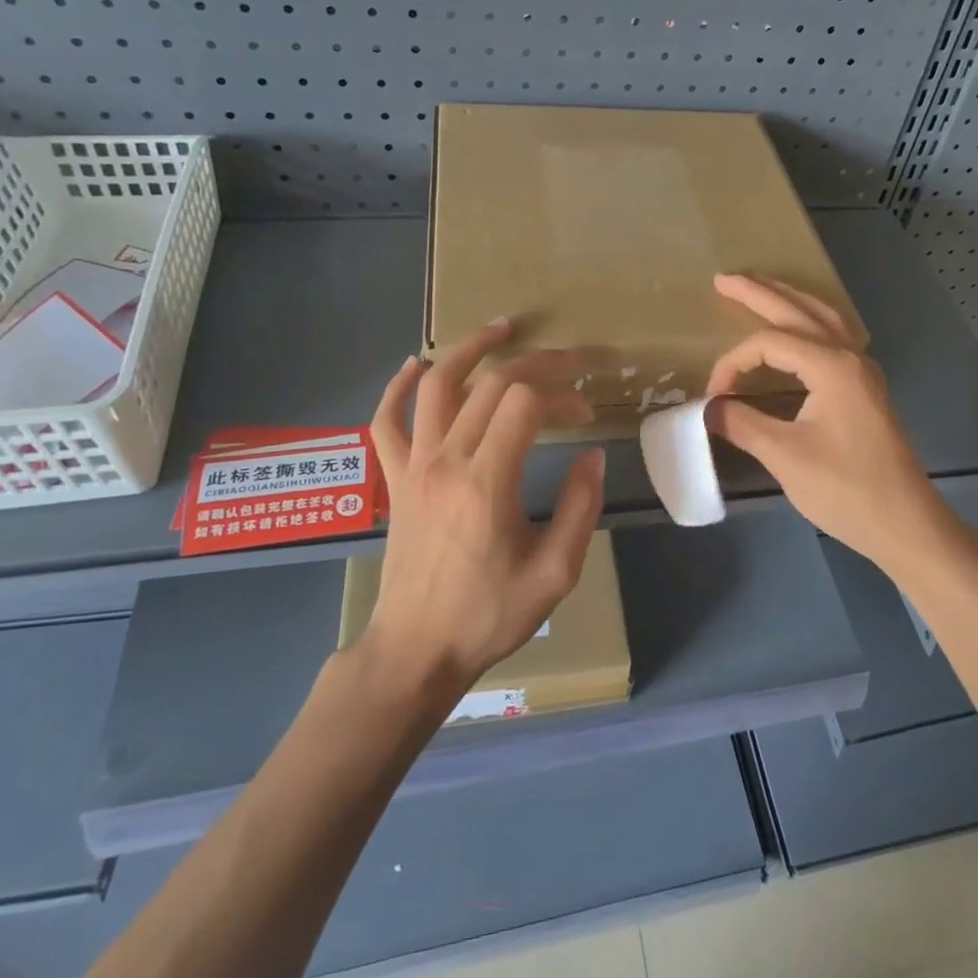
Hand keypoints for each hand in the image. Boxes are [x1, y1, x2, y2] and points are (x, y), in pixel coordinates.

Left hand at [364, 320, 605, 696]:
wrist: (416, 650)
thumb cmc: (488, 615)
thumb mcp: (554, 572)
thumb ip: (579, 508)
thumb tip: (591, 455)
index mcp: (486, 482)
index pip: (526, 404)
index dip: (564, 395)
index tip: (587, 413)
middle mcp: (446, 460)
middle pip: (491, 384)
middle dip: (537, 364)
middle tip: (570, 363)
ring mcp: (413, 465)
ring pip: (437, 386)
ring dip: (470, 349)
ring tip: (502, 328)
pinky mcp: (395, 478)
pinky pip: (386, 421)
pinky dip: (398, 387)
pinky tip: (414, 365)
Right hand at [705, 275, 943, 566]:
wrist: (905, 524)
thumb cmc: (846, 490)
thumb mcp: (785, 456)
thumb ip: (742, 423)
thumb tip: (709, 408)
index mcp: (832, 366)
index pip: (769, 343)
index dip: (732, 363)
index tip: (714, 398)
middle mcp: (851, 356)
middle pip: (799, 311)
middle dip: (759, 292)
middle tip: (722, 279)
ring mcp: (863, 371)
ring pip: (823, 318)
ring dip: (788, 300)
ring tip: (759, 288)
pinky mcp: (865, 388)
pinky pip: (834, 337)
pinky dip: (809, 323)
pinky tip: (799, 330)